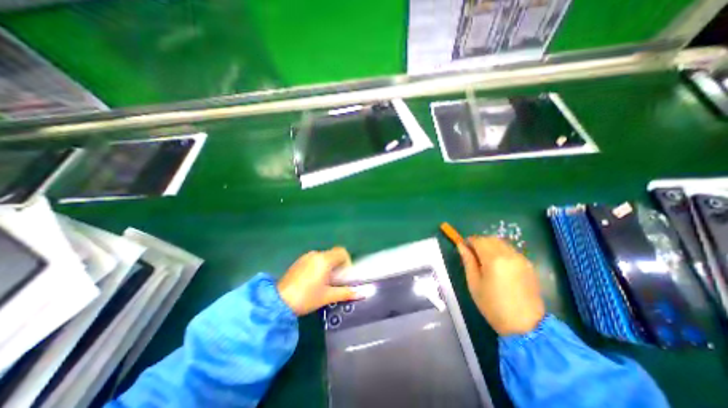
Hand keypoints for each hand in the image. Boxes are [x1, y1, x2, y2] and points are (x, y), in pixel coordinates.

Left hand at [276, 245, 360, 315]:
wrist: (278, 302)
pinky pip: (314, 260)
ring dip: (328, 266)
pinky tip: (313, 281)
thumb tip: (363, 293)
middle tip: (336, 281)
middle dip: (338, 265)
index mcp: (324, 260)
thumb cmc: (306, 297)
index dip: (347, 262)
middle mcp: (316, 254)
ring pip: (323, 257)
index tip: (344, 276)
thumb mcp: (328, 296)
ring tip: (324, 283)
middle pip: (333, 254)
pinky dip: (318, 267)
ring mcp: (305, 257)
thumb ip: (346, 293)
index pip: (342, 252)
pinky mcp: (298, 262)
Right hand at [456, 236, 541, 334]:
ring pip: (502, 243)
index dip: (469, 241)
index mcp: (494, 259)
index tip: (464, 248)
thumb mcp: (474, 283)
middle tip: (473, 254)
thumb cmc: (493, 305)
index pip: (479, 240)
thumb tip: (461, 246)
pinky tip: (499, 266)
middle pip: (491, 239)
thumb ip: (468, 261)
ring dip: (491, 246)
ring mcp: (521, 259)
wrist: (526, 326)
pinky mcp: (529, 265)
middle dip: (480, 242)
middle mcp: (509, 255)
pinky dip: (501, 252)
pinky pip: (511, 251)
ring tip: (485, 260)